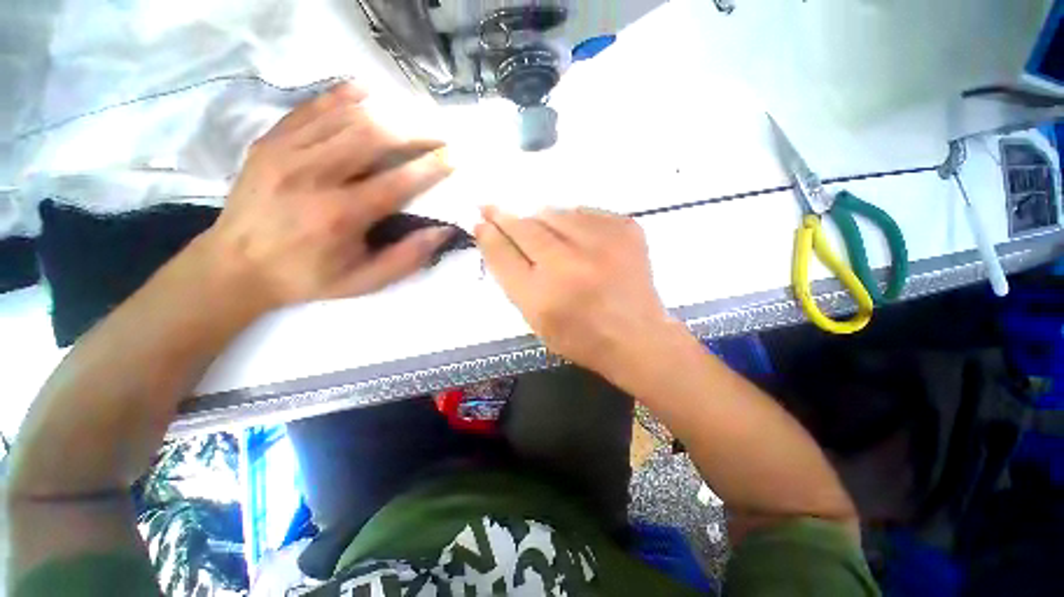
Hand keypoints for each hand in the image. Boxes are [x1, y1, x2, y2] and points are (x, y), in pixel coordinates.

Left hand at [203, 82, 453, 312]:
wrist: (236, 266)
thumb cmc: (308, 277)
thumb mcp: (364, 281)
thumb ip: (407, 258)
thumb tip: (443, 231)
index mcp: (340, 216)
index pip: (397, 182)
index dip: (430, 168)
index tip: (452, 157)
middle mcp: (312, 176)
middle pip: (372, 138)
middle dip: (414, 132)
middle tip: (438, 135)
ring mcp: (286, 153)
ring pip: (345, 118)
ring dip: (386, 114)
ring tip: (412, 119)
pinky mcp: (270, 142)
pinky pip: (311, 109)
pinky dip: (341, 97)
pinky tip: (365, 92)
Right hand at [475, 206, 673, 372]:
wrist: (636, 336)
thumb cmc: (580, 336)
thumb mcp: (536, 318)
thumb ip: (512, 277)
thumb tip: (493, 234)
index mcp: (543, 296)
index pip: (504, 253)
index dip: (489, 233)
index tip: (481, 219)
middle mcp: (569, 265)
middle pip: (526, 227)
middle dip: (507, 217)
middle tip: (495, 209)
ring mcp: (602, 243)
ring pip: (555, 213)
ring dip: (543, 220)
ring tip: (547, 236)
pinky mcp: (626, 229)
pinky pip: (585, 212)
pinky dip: (574, 221)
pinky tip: (579, 240)